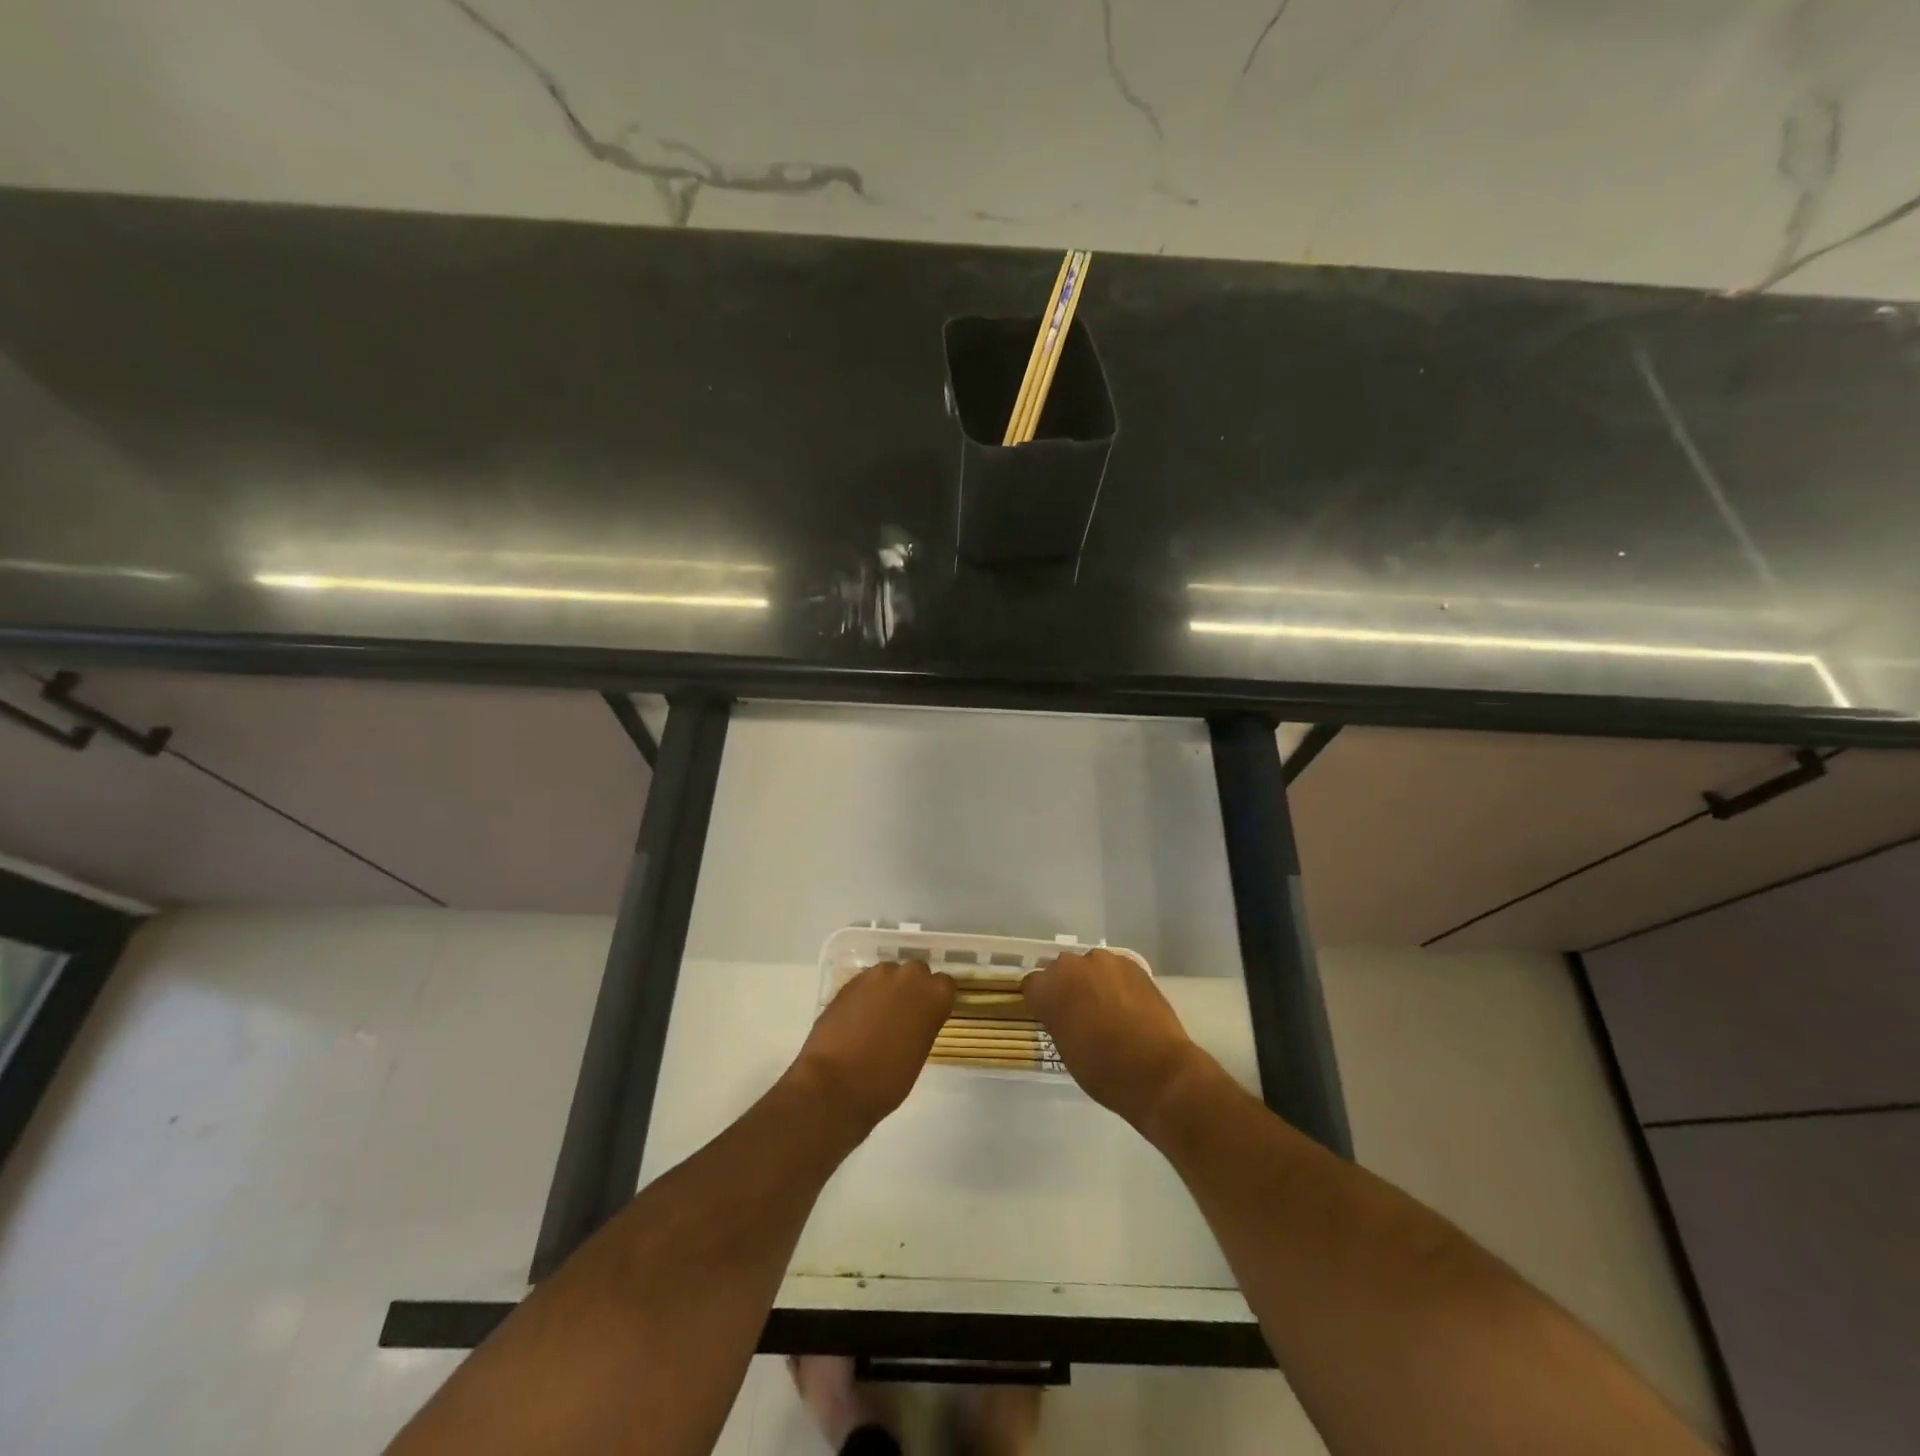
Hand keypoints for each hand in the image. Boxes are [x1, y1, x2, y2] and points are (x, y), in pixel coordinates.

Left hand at [788, 961, 954, 1134]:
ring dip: (888, 988)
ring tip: (877, 1016)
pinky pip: (866, 983)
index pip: (945, 984)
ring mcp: (877, 975)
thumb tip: (913, 1019)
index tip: (930, 1015)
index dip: (936, 999)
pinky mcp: (850, 981)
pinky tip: (857, 1018)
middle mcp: (909, 976)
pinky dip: (866, 995)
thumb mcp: (919, 1052)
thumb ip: (923, 1024)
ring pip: (889, 974)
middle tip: (904, 1015)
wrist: (836, 1083)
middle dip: (912, 988)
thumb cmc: (887, 1080)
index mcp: (934, 995)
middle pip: (917, 972)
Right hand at [1022, 949, 1207, 1129]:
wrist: (1157, 1070)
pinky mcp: (1132, 964)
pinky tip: (1128, 1005)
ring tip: (1108, 1007)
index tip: (1050, 1016)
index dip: (1041, 1001)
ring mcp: (1104, 961)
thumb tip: (1064, 1013)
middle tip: (1079, 1012)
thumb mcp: (1065, 1049)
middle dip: (1067, 986)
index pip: (1032, 985)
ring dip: (1093, 981)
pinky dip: (1117, 982)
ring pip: (1090, 966)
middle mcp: (1072, 965)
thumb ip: (1058, 1020)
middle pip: (1061, 969)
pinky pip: (1115, 969)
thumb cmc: (1103, 1071)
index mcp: (1049, 988)